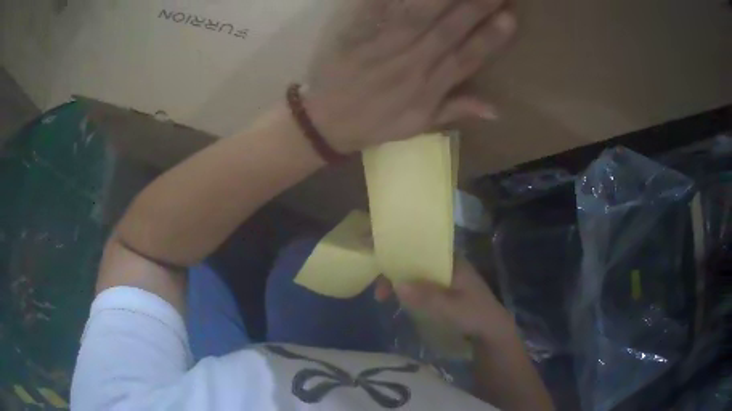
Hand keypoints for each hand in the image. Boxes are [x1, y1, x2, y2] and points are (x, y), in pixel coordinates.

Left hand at [305, 0, 516, 153]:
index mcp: (430, 87)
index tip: (511, 16)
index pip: (468, 57)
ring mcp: (385, 46)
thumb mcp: (420, 126)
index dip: (492, 37)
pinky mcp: (358, 33)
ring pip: (419, 13)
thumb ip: (457, 110)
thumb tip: (498, 110)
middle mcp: (413, 63)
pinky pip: (378, 8)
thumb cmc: (376, 123)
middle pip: (450, 29)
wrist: (327, 122)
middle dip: (476, 5)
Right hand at [375, 259, 514, 338]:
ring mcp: (445, 278)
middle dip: (395, 272)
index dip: (400, 254)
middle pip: (416, 262)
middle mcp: (447, 265)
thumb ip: (427, 297)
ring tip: (382, 297)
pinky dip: (407, 290)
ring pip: (416, 274)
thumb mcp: (451, 307)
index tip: (381, 266)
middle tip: (379, 292)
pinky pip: (420, 285)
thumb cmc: (475, 314)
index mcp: (452, 261)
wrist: (492, 330)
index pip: (422, 249)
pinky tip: (397, 299)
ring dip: (399, 282)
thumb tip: (397, 284)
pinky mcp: (443, 291)